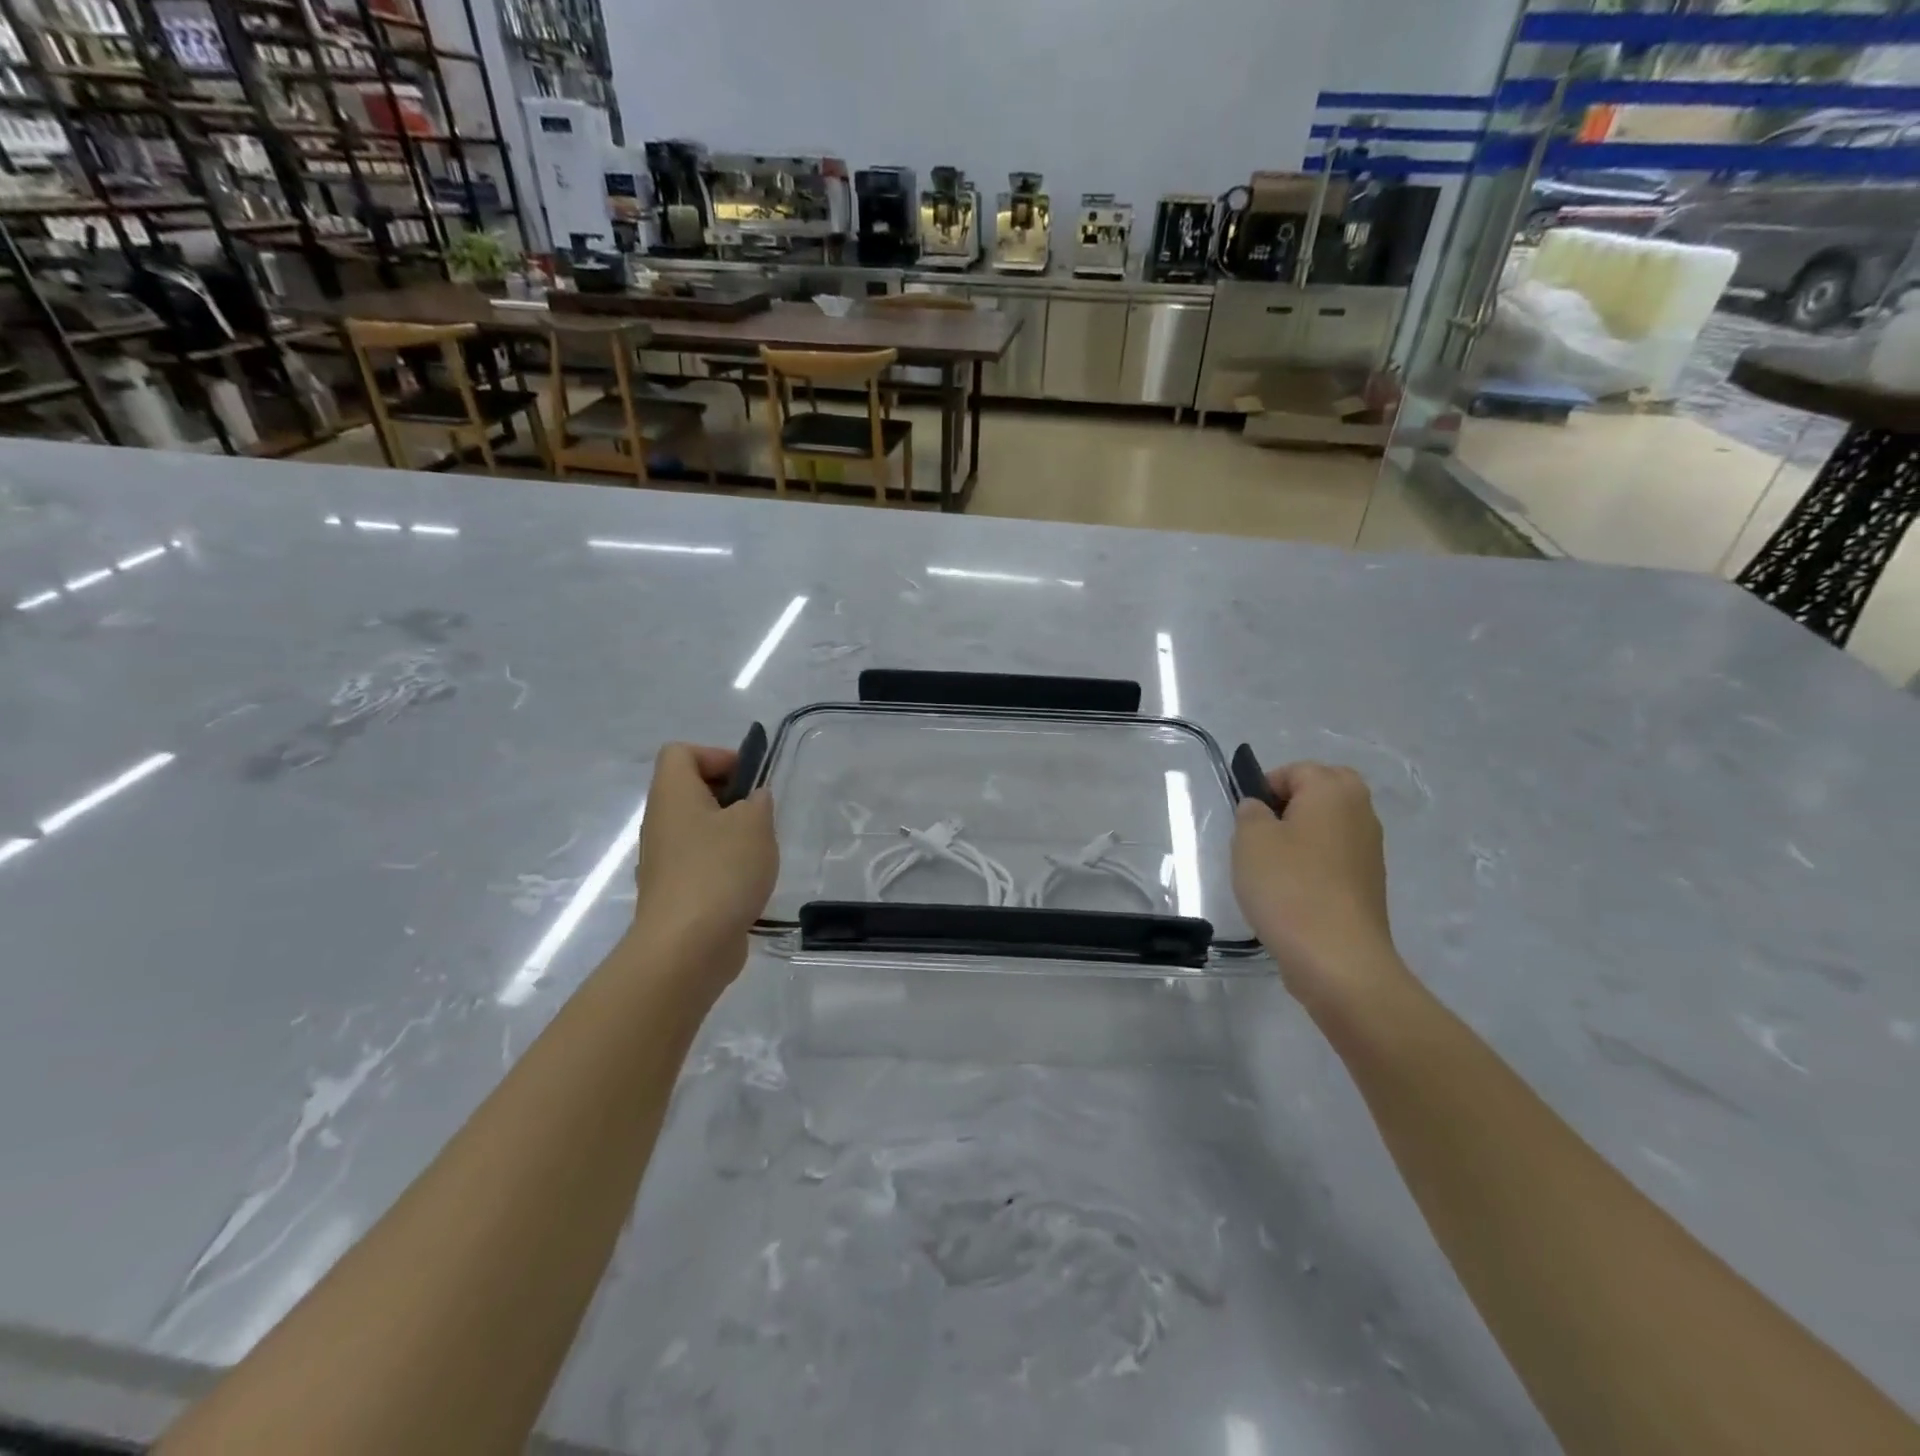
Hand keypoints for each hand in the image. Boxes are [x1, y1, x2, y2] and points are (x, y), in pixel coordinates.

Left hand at [630, 743, 776, 982]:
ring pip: (697, 829)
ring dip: (730, 833)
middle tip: (760, 814)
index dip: (716, 755)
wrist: (686, 948)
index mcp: (673, 795)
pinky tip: (748, 883)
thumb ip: (758, 802)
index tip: (749, 779)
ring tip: (760, 851)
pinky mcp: (674, 892)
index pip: (680, 753)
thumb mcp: (754, 823)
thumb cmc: (720, 870)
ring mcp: (663, 860)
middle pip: (690, 790)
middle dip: (730, 796)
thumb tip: (752, 801)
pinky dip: (724, 866)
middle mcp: (660, 822)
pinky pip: (699, 863)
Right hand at [1232, 761, 1403, 1009]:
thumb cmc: (1288, 886)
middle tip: (1261, 834)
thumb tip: (1261, 809)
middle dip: (1290, 805)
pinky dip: (1314, 865)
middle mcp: (1360, 812)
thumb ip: (1250, 812)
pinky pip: (1335, 857)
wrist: (1337, 958)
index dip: (1265, 787)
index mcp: (1333, 791)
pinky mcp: (1369, 884)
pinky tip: (1292, 892)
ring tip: (1272, 868)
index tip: (1246, 819)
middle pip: (1322, 791)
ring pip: (1329, 826)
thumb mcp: (1250, 840)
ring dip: (1301, 837)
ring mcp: (1370, 850)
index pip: (1296, 769)